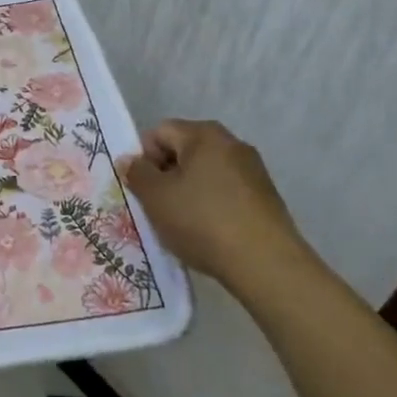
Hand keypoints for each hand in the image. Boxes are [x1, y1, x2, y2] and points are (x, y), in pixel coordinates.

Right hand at [122, 119, 315, 297]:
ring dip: (189, 192)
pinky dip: (213, 206)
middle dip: (167, 176)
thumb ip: (137, 174)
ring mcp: (253, 170)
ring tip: (185, 225)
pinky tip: (210, 234)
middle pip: (184, 150)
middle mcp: (231, 143)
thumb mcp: (156, 198)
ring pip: (206, 173)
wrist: (266, 264)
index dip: (144, 158)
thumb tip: (130, 160)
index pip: (160, 132)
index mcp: (203, 134)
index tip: (143, 190)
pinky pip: (227, 192)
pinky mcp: (266, 197)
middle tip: (159, 208)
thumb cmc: (203, 221)